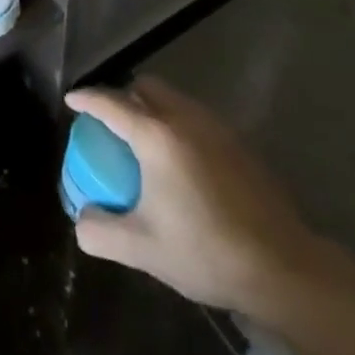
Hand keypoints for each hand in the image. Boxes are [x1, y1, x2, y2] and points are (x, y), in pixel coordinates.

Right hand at [66, 77, 338, 317]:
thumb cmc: (206, 251)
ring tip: (146, 143)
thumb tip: (82, 218)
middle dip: (124, 96)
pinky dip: (178, 124)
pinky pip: (196, 117)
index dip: (87, 98)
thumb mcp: (142, 249)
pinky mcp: (238, 142)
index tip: (71, 99)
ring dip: (153, 108)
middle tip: (112, 124)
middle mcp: (184, 118)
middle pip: (146, 87)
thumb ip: (101, 232)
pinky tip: (182, 163)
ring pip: (174, 99)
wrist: (282, 266)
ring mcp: (215, 127)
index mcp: (156, 136)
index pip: (110, 103)